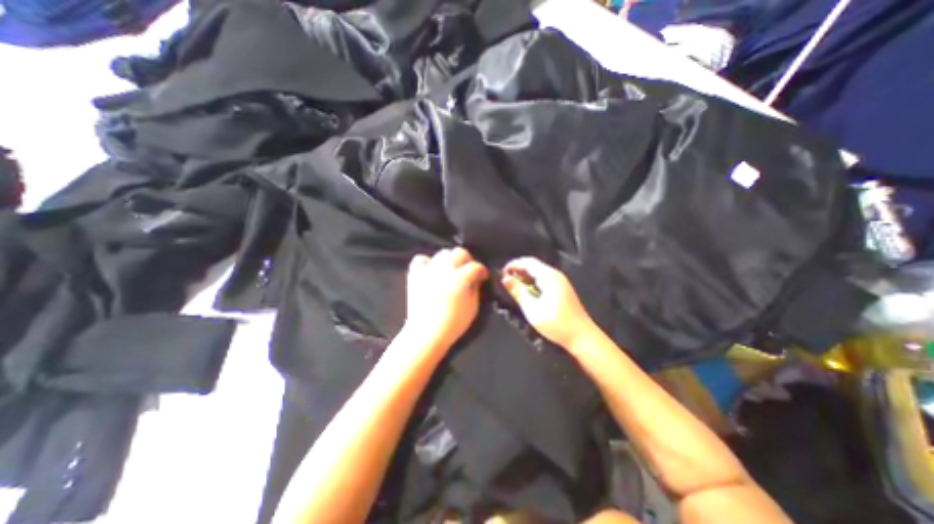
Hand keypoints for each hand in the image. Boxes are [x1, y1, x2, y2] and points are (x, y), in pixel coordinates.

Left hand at [402, 248, 488, 348]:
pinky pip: (421, 259)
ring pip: (442, 253)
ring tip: (451, 271)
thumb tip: (476, 278)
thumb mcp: (473, 308)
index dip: (482, 270)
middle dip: (467, 260)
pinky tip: (432, 271)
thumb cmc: (453, 323)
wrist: (426, 333)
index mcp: (460, 279)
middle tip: (468, 272)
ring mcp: (428, 270)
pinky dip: (428, 262)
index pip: (475, 266)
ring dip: (450, 260)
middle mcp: (444, 270)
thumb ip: (476, 288)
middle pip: (459, 252)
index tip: (483, 276)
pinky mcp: (416, 274)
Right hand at [505, 256, 598, 348]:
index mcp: (549, 276)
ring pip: (539, 272)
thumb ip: (518, 292)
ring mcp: (561, 281)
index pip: (528, 262)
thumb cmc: (556, 323)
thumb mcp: (532, 309)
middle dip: (518, 269)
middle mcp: (556, 275)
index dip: (513, 265)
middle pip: (534, 265)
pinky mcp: (562, 289)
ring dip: (525, 276)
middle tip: (506, 280)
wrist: (582, 336)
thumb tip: (505, 279)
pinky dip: (533, 281)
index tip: (502, 273)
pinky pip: (544, 278)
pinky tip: (528, 291)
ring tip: (514, 286)